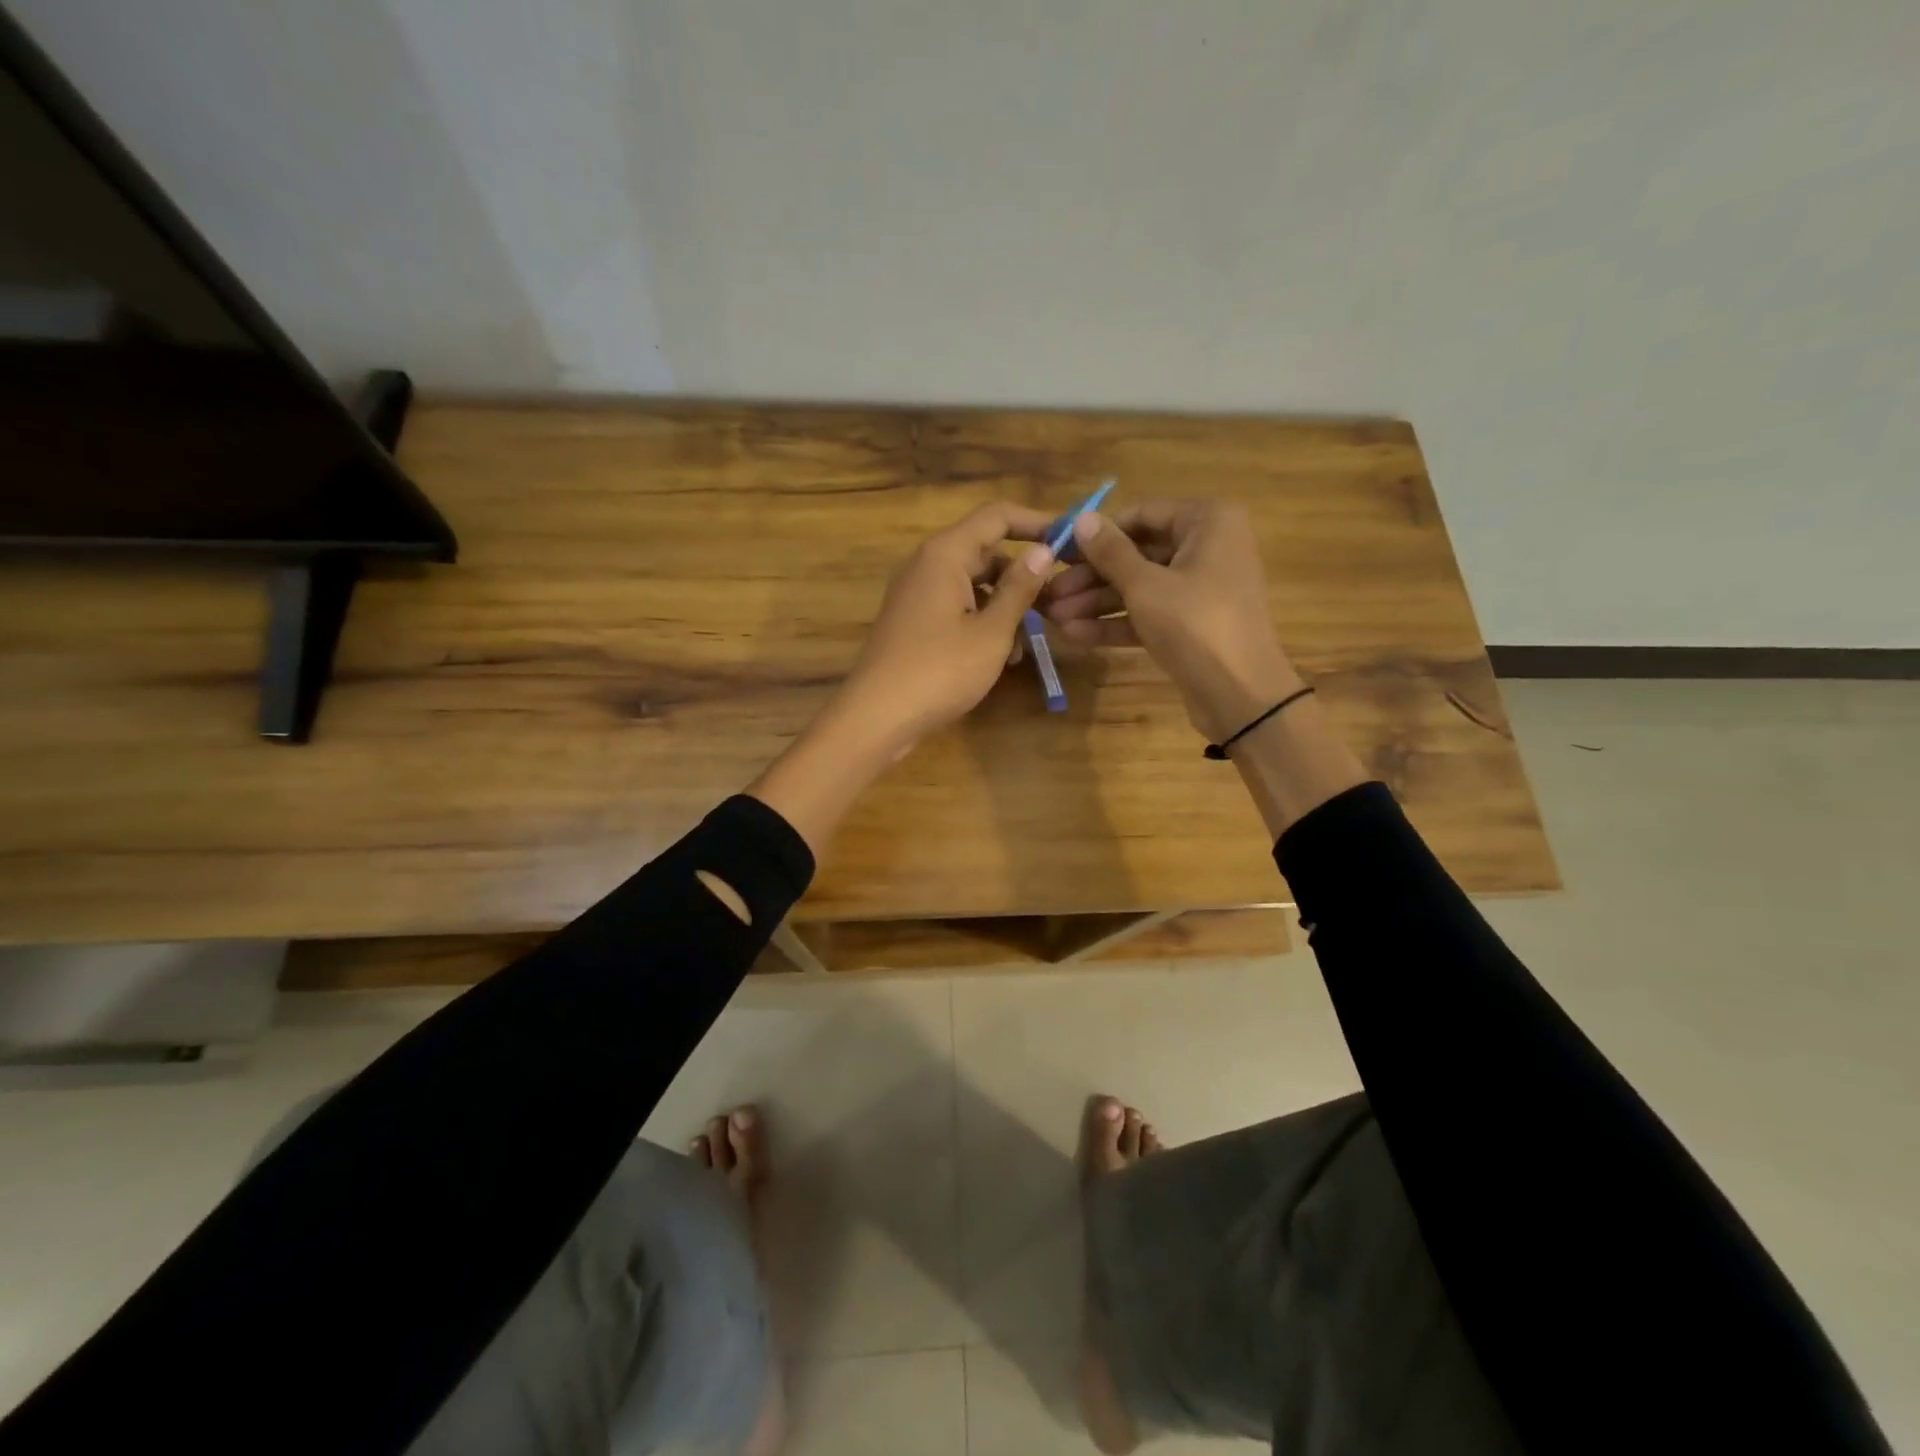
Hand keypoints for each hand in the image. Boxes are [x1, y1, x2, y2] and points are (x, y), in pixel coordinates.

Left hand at [835, 501, 1057, 754]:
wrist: (876, 716)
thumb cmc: (940, 671)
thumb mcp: (991, 632)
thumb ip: (1019, 589)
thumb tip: (1043, 551)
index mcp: (945, 554)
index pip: (997, 517)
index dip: (1037, 523)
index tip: (1070, 541)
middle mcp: (927, 564)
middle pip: (985, 552)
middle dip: (1022, 576)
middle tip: (1056, 605)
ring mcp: (916, 594)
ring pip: (973, 585)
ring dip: (1004, 607)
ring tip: (1027, 645)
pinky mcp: (913, 621)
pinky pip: (955, 607)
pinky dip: (981, 623)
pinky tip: (1000, 658)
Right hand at [1039, 500, 1301, 741]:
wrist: (1240, 694)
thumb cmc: (1195, 623)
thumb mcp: (1145, 585)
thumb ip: (1110, 552)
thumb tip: (1081, 518)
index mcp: (1207, 522)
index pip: (1142, 514)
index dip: (1098, 534)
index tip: (1058, 551)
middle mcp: (1208, 547)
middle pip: (1138, 554)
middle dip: (1091, 577)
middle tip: (1049, 592)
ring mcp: (1200, 588)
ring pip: (1140, 587)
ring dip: (1096, 603)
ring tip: (1053, 617)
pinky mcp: (1192, 624)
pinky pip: (1149, 613)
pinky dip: (1116, 623)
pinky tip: (1075, 634)